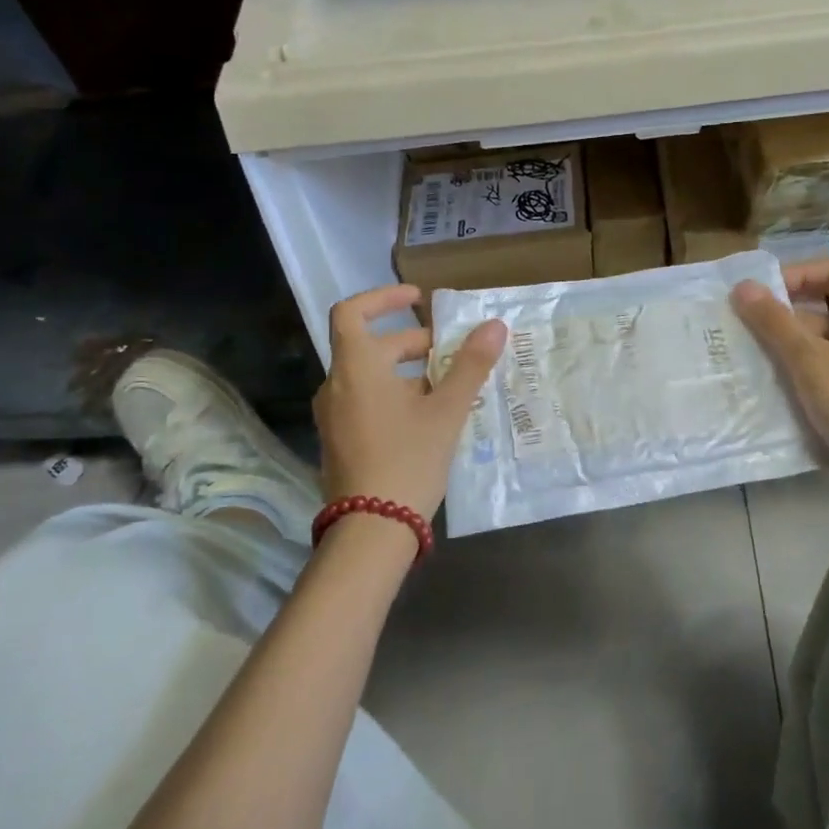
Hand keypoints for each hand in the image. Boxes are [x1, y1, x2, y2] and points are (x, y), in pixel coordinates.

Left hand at [315, 285, 506, 519]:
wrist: (371, 530)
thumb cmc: (408, 459)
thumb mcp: (446, 410)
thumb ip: (470, 365)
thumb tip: (494, 325)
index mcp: (355, 368)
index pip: (352, 311)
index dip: (383, 298)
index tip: (417, 300)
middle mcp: (336, 385)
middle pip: (369, 346)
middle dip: (411, 342)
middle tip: (450, 351)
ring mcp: (334, 416)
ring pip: (370, 376)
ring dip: (406, 371)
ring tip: (447, 386)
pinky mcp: (340, 440)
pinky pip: (365, 400)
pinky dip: (395, 394)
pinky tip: (429, 416)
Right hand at [731, 259, 828, 480]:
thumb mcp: (809, 362)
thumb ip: (775, 323)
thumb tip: (743, 286)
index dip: (800, 273)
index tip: (766, 293)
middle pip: (826, 306)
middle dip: (785, 313)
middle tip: (747, 326)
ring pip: (823, 341)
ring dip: (788, 344)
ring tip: (752, 356)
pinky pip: (827, 368)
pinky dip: (800, 370)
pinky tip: (775, 386)